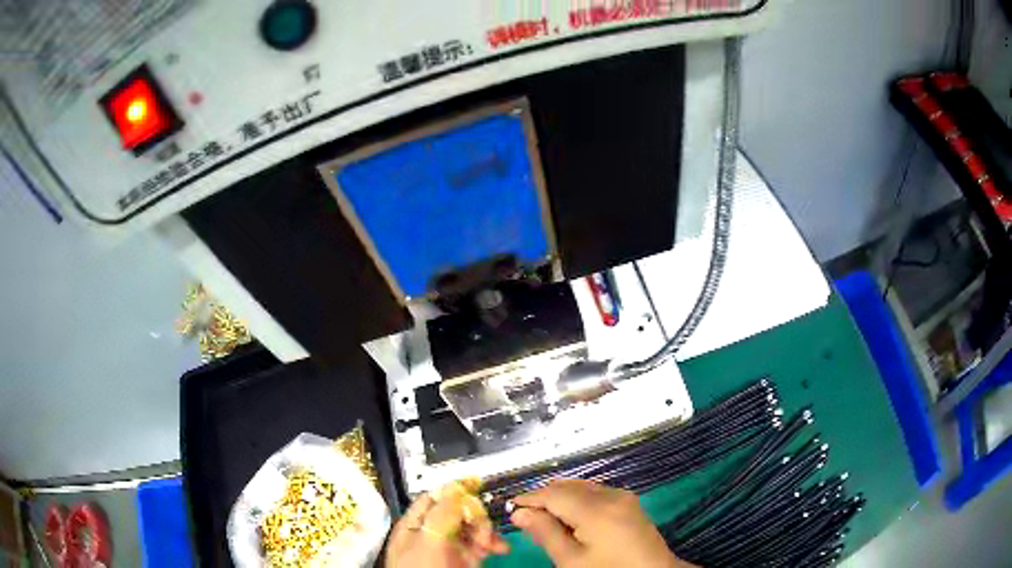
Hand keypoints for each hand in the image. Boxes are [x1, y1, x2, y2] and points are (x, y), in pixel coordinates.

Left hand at [385, 484, 508, 567]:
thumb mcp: (428, 539)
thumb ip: (443, 513)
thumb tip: (458, 487)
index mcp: (415, 523)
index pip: (435, 497)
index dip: (455, 489)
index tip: (478, 483)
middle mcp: (432, 533)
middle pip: (457, 512)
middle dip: (476, 516)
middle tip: (485, 527)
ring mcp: (449, 549)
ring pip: (472, 528)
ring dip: (487, 531)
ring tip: (493, 544)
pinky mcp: (464, 562)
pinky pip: (480, 546)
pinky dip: (492, 544)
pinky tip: (499, 549)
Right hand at [511, 479, 695, 567]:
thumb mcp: (571, 560)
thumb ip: (545, 533)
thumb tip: (521, 513)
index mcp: (596, 509)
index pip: (553, 494)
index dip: (529, 498)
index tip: (509, 508)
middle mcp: (611, 495)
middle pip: (568, 486)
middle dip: (544, 498)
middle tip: (526, 519)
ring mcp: (624, 497)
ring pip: (582, 487)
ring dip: (561, 498)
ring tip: (546, 521)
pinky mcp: (630, 503)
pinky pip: (597, 493)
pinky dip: (578, 500)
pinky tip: (571, 519)